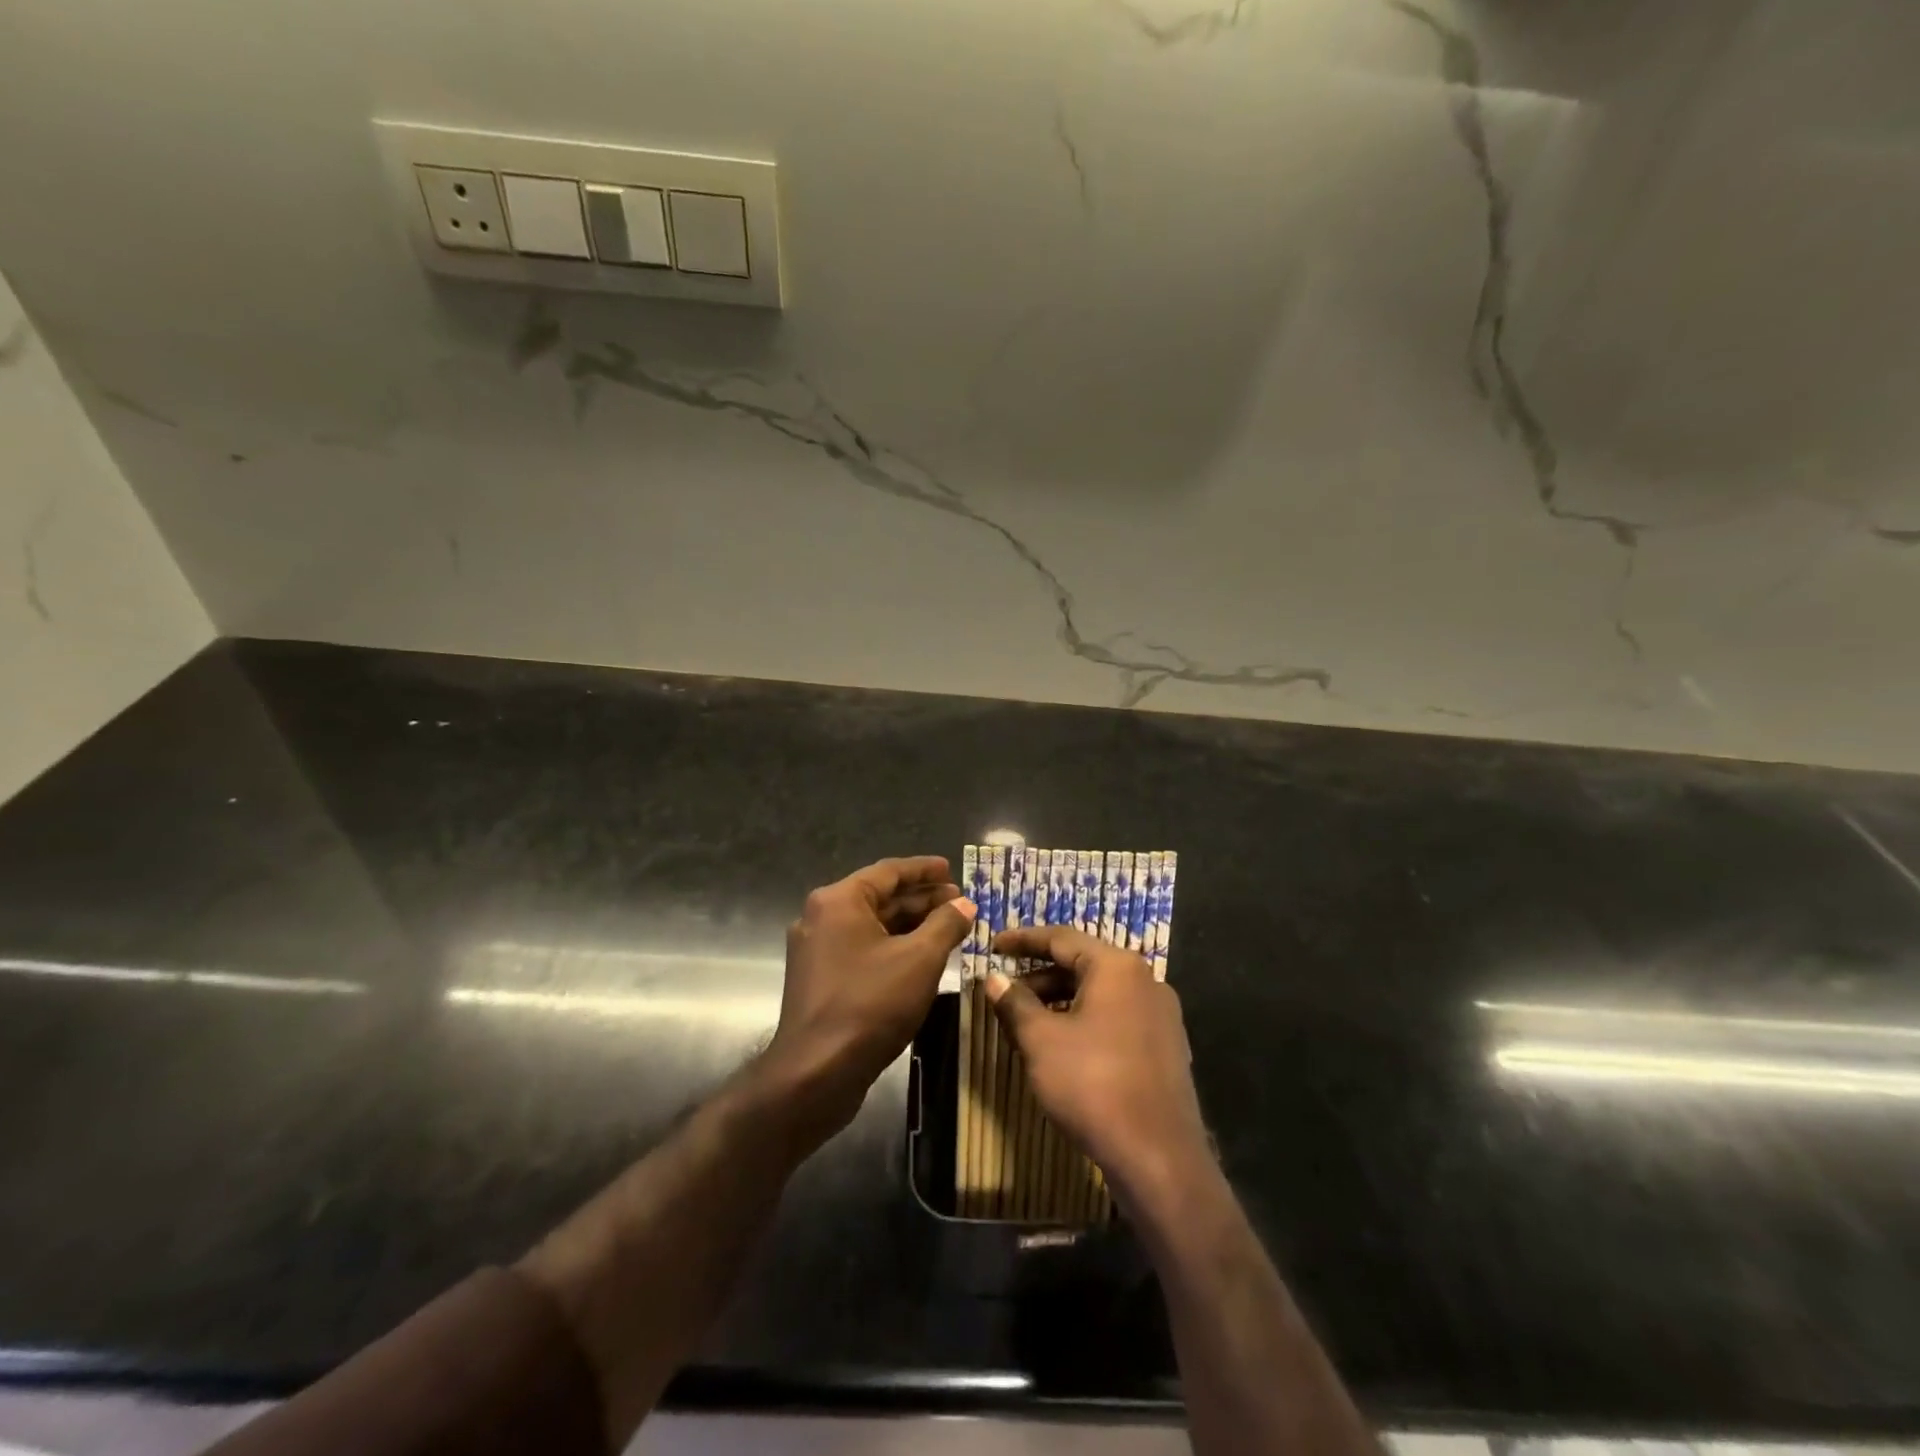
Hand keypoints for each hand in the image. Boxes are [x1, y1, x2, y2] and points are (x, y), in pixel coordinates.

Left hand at [764, 855, 976, 1130]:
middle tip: (959, 903)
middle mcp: (821, 917)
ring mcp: (816, 950)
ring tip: (948, 929)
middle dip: (921, 899)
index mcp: (839, 900)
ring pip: (871, 926)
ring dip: (909, 925)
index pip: (889, 871)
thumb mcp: (920, 959)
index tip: (952, 869)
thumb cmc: (870, 1004)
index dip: (925, 870)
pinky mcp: (819, 980)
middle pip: (879, 897)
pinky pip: (861, 949)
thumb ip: (946, 925)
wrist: (816, 1072)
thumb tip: (965, 904)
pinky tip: (920, 958)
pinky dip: (892, 947)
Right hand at [987, 925, 1211, 1215]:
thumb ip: (1015, 1003)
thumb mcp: (1041, 1041)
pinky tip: (1061, 1047)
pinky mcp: (1165, 1047)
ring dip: (1061, 1002)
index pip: (1061, 938)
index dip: (1023, 940)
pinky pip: (1116, 1018)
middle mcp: (1145, 980)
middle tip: (1005, 992)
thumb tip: (994, 979)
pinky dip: (1085, 1021)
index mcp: (1117, 967)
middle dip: (1040, 977)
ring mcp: (1160, 1015)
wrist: (1159, 1157)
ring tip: (1026, 1023)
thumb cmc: (1093, 1085)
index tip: (993, 945)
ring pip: (1100, 994)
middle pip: (1083, 964)